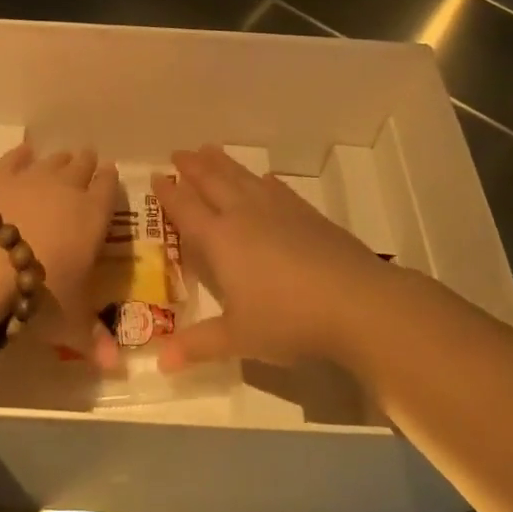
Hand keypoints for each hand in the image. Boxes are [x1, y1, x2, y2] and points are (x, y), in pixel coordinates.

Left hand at [0, 142, 117, 357]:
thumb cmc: (37, 291)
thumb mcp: (67, 321)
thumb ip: (90, 338)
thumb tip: (116, 368)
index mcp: (93, 217)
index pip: (108, 190)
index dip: (109, 182)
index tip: (110, 175)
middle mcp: (67, 189)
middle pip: (82, 167)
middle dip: (86, 166)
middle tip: (88, 162)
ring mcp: (31, 177)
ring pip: (53, 160)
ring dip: (59, 160)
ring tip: (62, 159)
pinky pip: (16, 158)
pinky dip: (22, 155)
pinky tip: (23, 154)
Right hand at [152, 144, 391, 369]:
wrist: (356, 302)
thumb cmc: (288, 320)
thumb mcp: (239, 338)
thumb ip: (198, 345)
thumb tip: (159, 362)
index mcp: (220, 239)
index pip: (186, 209)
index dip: (169, 193)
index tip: (156, 176)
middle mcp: (244, 215)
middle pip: (212, 182)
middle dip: (192, 167)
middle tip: (178, 152)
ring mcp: (278, 209)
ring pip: (242, 177)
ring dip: (222, 163)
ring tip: (209, 149)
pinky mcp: (307, 213)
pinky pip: (276, 188)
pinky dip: (262, 180)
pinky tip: (263, 179)